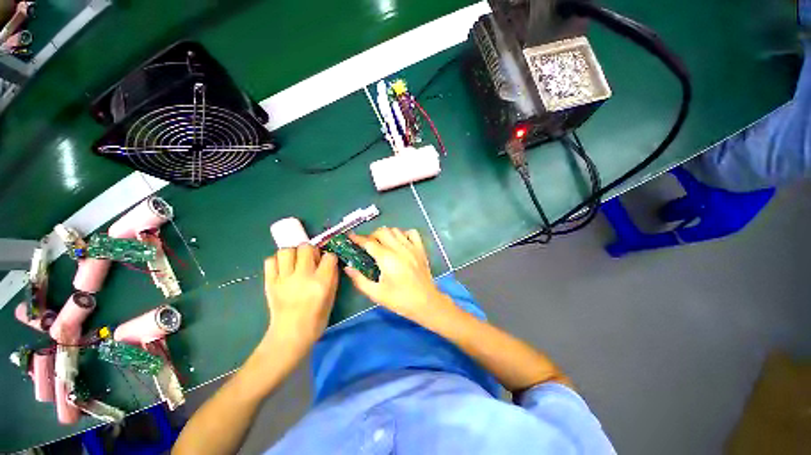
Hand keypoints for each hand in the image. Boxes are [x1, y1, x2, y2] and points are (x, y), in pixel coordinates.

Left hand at [264, 244, 338, 349]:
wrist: (291, 334)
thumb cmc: (317, 318)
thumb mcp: (331, 296)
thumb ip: (331, 276)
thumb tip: (329, 261)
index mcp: (321, 281)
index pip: (329, 256)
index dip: (330, 257)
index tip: (327, 262)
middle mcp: (303, 276)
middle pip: (306, 247)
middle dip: (311, 250)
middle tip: (310, 260)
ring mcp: (284, 278)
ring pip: (286, 250)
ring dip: (293, 253)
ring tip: (295, 262)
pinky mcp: (270, 282)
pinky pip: (270, 261)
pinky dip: (277, 261)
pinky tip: (283, 269)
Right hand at [345, 228, 453, 322]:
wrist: (426, 302)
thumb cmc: (400, 300)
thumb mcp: (376, 294)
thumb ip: (359, 280)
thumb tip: (348, 267)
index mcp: (387, 259)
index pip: (369, 242)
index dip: (358, 238)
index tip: (350, 237)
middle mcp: (399, 248)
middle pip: (382, 231)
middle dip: (371, 235)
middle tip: (367, 245)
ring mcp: (411, 247)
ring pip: (395, 230)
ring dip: (386, 234)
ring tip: (382, 243)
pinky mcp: (420, 249)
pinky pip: (412, 233)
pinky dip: (403, 233)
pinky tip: (400, 242)